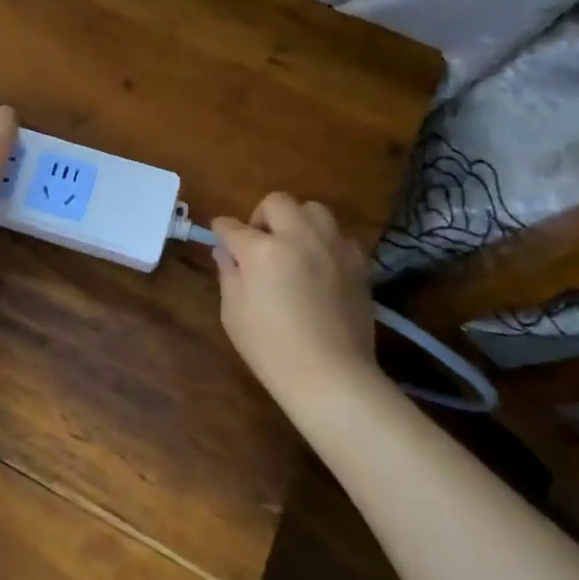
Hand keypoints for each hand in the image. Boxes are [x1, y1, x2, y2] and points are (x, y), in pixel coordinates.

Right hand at [211, 193, 379, 396]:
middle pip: (277, 202)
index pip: (232, 226)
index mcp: (262, 250)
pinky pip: (339, 236)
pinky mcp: (358, 263)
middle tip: (259, 243)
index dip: (221, 231)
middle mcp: (299, 237)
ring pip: (313, 210)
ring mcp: (333, 247)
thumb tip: (227, 252)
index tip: (220, 237)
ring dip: (297, 221)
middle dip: (261, 216)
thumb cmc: (271, 349)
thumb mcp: (233, 313)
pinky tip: (320, 267)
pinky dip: (325, 243)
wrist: (332, 376)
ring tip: (293, 248)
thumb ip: (229, 274)